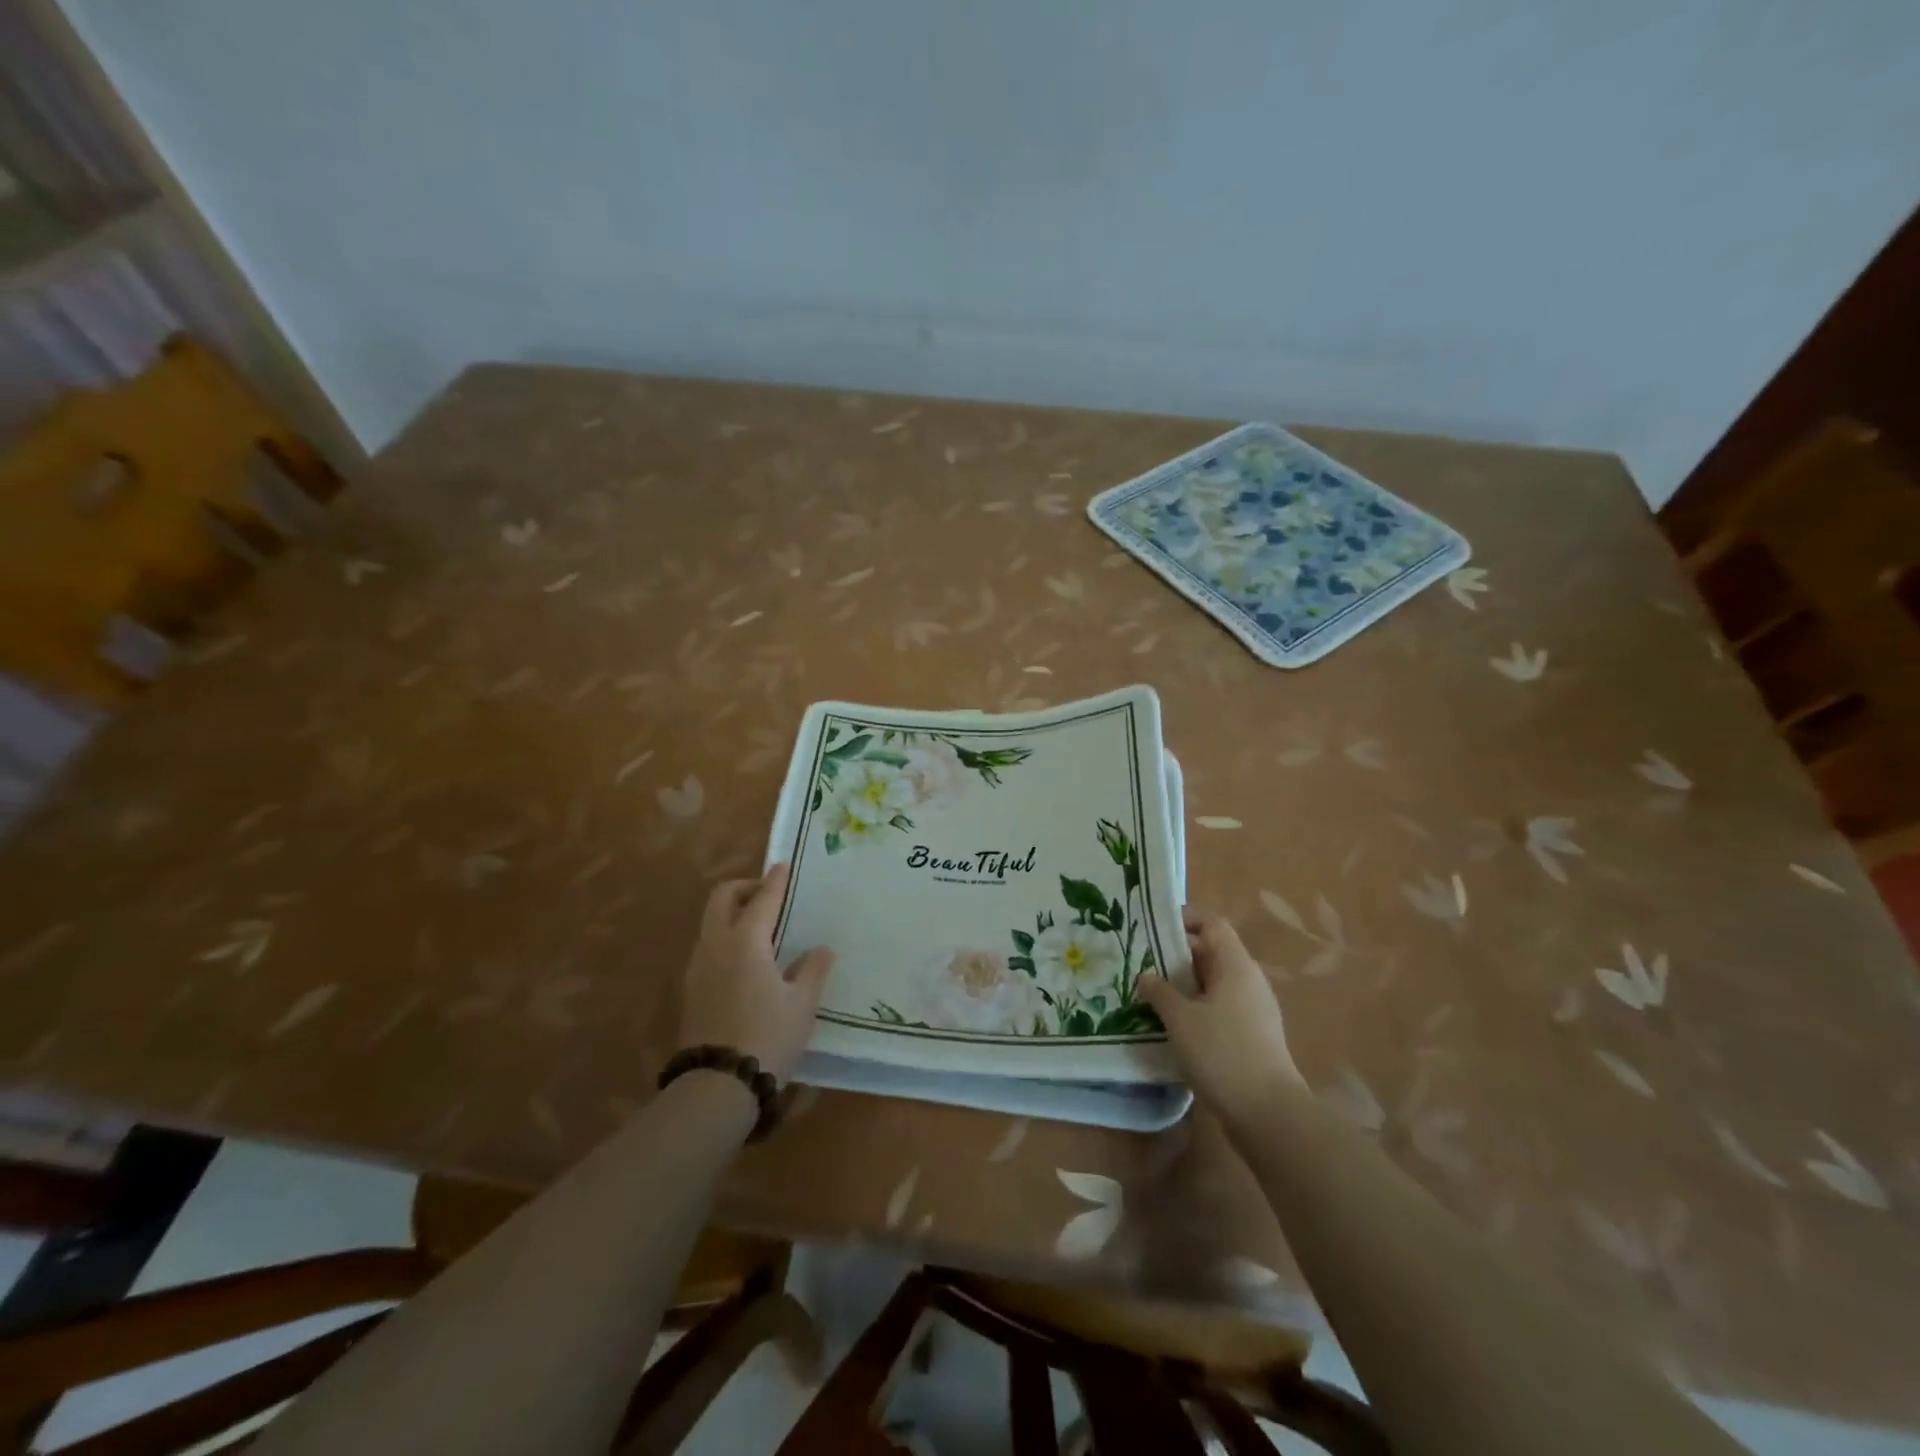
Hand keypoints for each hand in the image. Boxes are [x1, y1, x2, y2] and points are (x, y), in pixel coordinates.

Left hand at [678, 863, 834, 1080]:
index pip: (763, 899)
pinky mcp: (691, 989)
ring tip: (760, 928)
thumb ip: (812, 970)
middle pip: (721, 898)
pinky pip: (708, 947)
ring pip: (710, 923)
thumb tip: (821, 948)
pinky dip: (725, 938)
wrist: (717, 1085)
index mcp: (746, 941)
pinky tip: (746, 960)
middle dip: (744, 887)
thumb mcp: (801, 1004)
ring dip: (732, 913)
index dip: (775, 881)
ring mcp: (698, 967)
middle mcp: (716, 945)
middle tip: (767, 894)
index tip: (783, 866)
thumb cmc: (767, 1036)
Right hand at [1139, 907, 1302, 1124]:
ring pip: (1213, 983)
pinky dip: (1194, 1008)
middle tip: (1141, 961)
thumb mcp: (1181, 1019)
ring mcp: (1253, 1010)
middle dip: (1175, 954)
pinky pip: (1218, 1008)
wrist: (1268, 1114)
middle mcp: (1248, 981)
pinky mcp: (1251, 1036)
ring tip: (1149, 992)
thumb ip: (1160, 992)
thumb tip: (1147, 975)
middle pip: (1211, 952)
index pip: (1212, 924)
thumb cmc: (1223, 1053)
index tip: (1152, 927)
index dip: (1184, 918)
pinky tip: (1171, 1024)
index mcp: (1235, 966)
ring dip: (1183, 984)